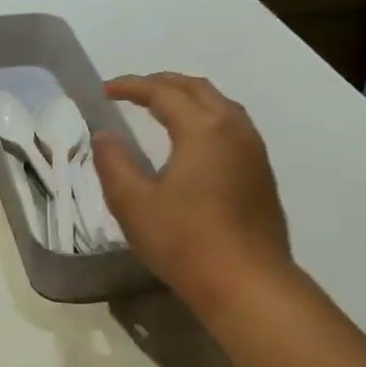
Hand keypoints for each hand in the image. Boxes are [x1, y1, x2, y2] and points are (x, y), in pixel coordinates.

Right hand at [92, 74, 292, 319]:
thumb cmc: (184, 241)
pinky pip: (231, 127)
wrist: (246, 282)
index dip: (131, 86)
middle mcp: (234, 128)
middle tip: (131, 93)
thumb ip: (114, 164)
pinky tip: (191, 142)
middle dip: (162, 84)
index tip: (104, 91)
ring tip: (160, 110)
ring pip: (220, 106)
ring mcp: (254, 150)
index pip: (163, 92)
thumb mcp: (133, 204)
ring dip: (187, 99)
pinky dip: (205, 119)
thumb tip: (104, 136)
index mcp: (203, 129)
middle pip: (197, 89)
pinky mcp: (261, 173)